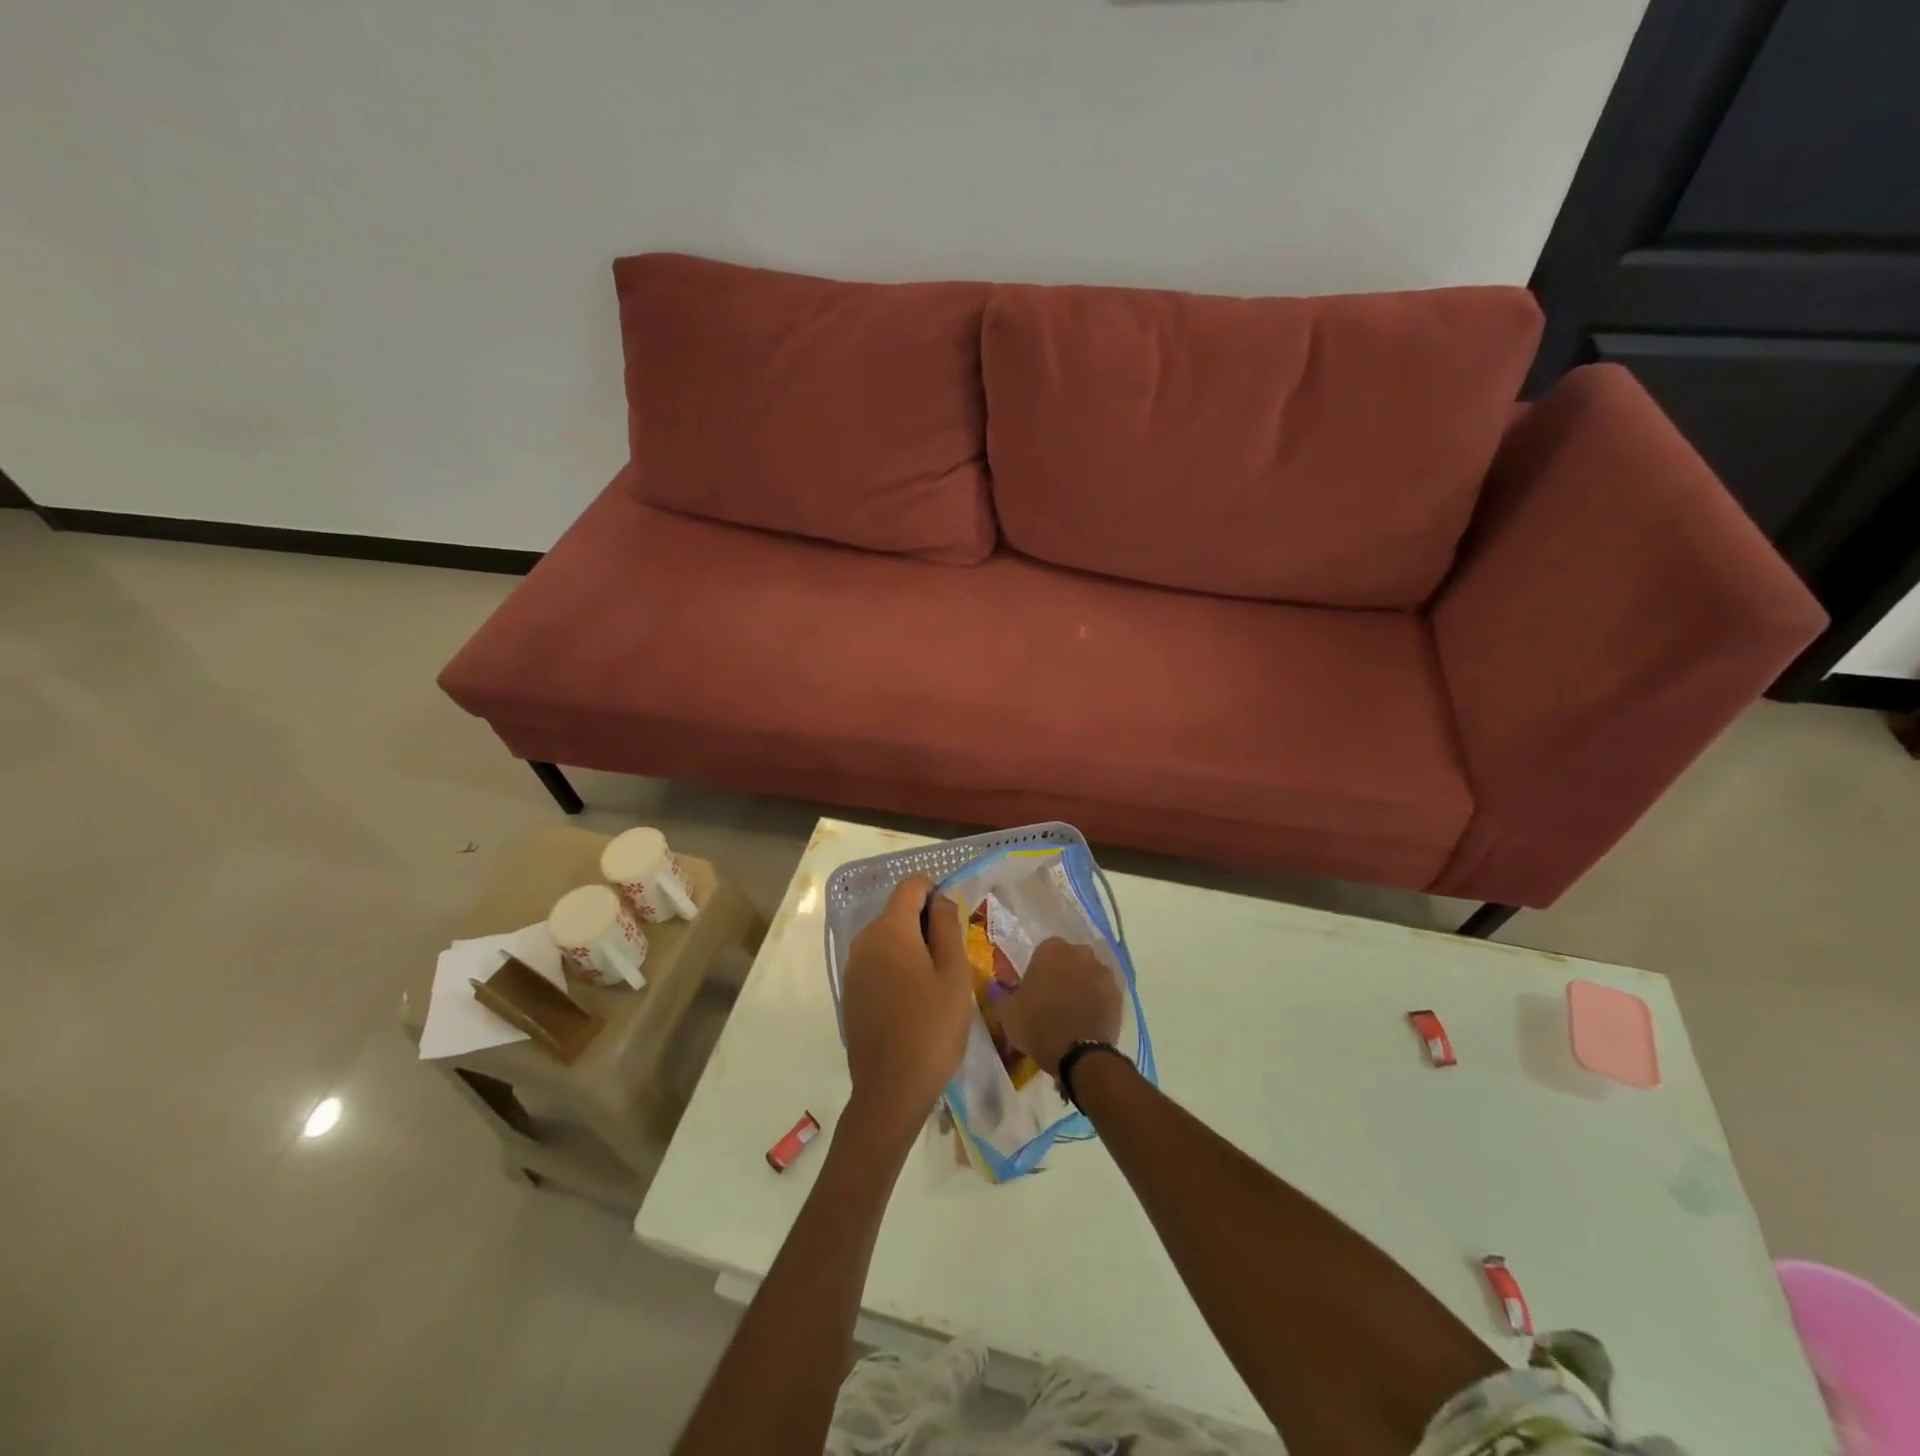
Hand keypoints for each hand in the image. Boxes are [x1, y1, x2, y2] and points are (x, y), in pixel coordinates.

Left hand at [840, 878, 973, 1141]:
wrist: (890, 1090)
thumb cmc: (932, 1028)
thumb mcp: (954, 974)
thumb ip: (947, 927)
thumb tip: (940, 899)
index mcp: (890, 930)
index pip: (911, 887)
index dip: (935, 891)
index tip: (955, 918)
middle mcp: (864, 941)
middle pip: (897, 911)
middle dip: (925, 922)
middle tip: (953, 956)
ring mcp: (853, 968)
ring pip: (887, 938)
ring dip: (912, 946)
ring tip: (938, 980)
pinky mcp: (851, 992)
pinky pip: (877, 962)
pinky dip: (897, 966)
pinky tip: (915, 999)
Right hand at [998, 938, 1122, 1076]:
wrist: (1078, 1054)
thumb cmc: (1037, 1024)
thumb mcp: (1006, 1011)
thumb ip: (1001, 993)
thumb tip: (996, 986)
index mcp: (1052, 950)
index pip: (1045, 950)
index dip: (1040, 968)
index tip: (1035, 987)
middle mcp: (1080, 953)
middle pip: (1071, 958)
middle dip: (1065, 972)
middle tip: (1054, 997)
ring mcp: (1103, 972)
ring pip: (1090, 973)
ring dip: (1083, 985)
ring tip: (1074, 1010)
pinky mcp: (1118, 994)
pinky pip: (1104, 992)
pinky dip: (1098, 1000)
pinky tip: (1089, 1018)